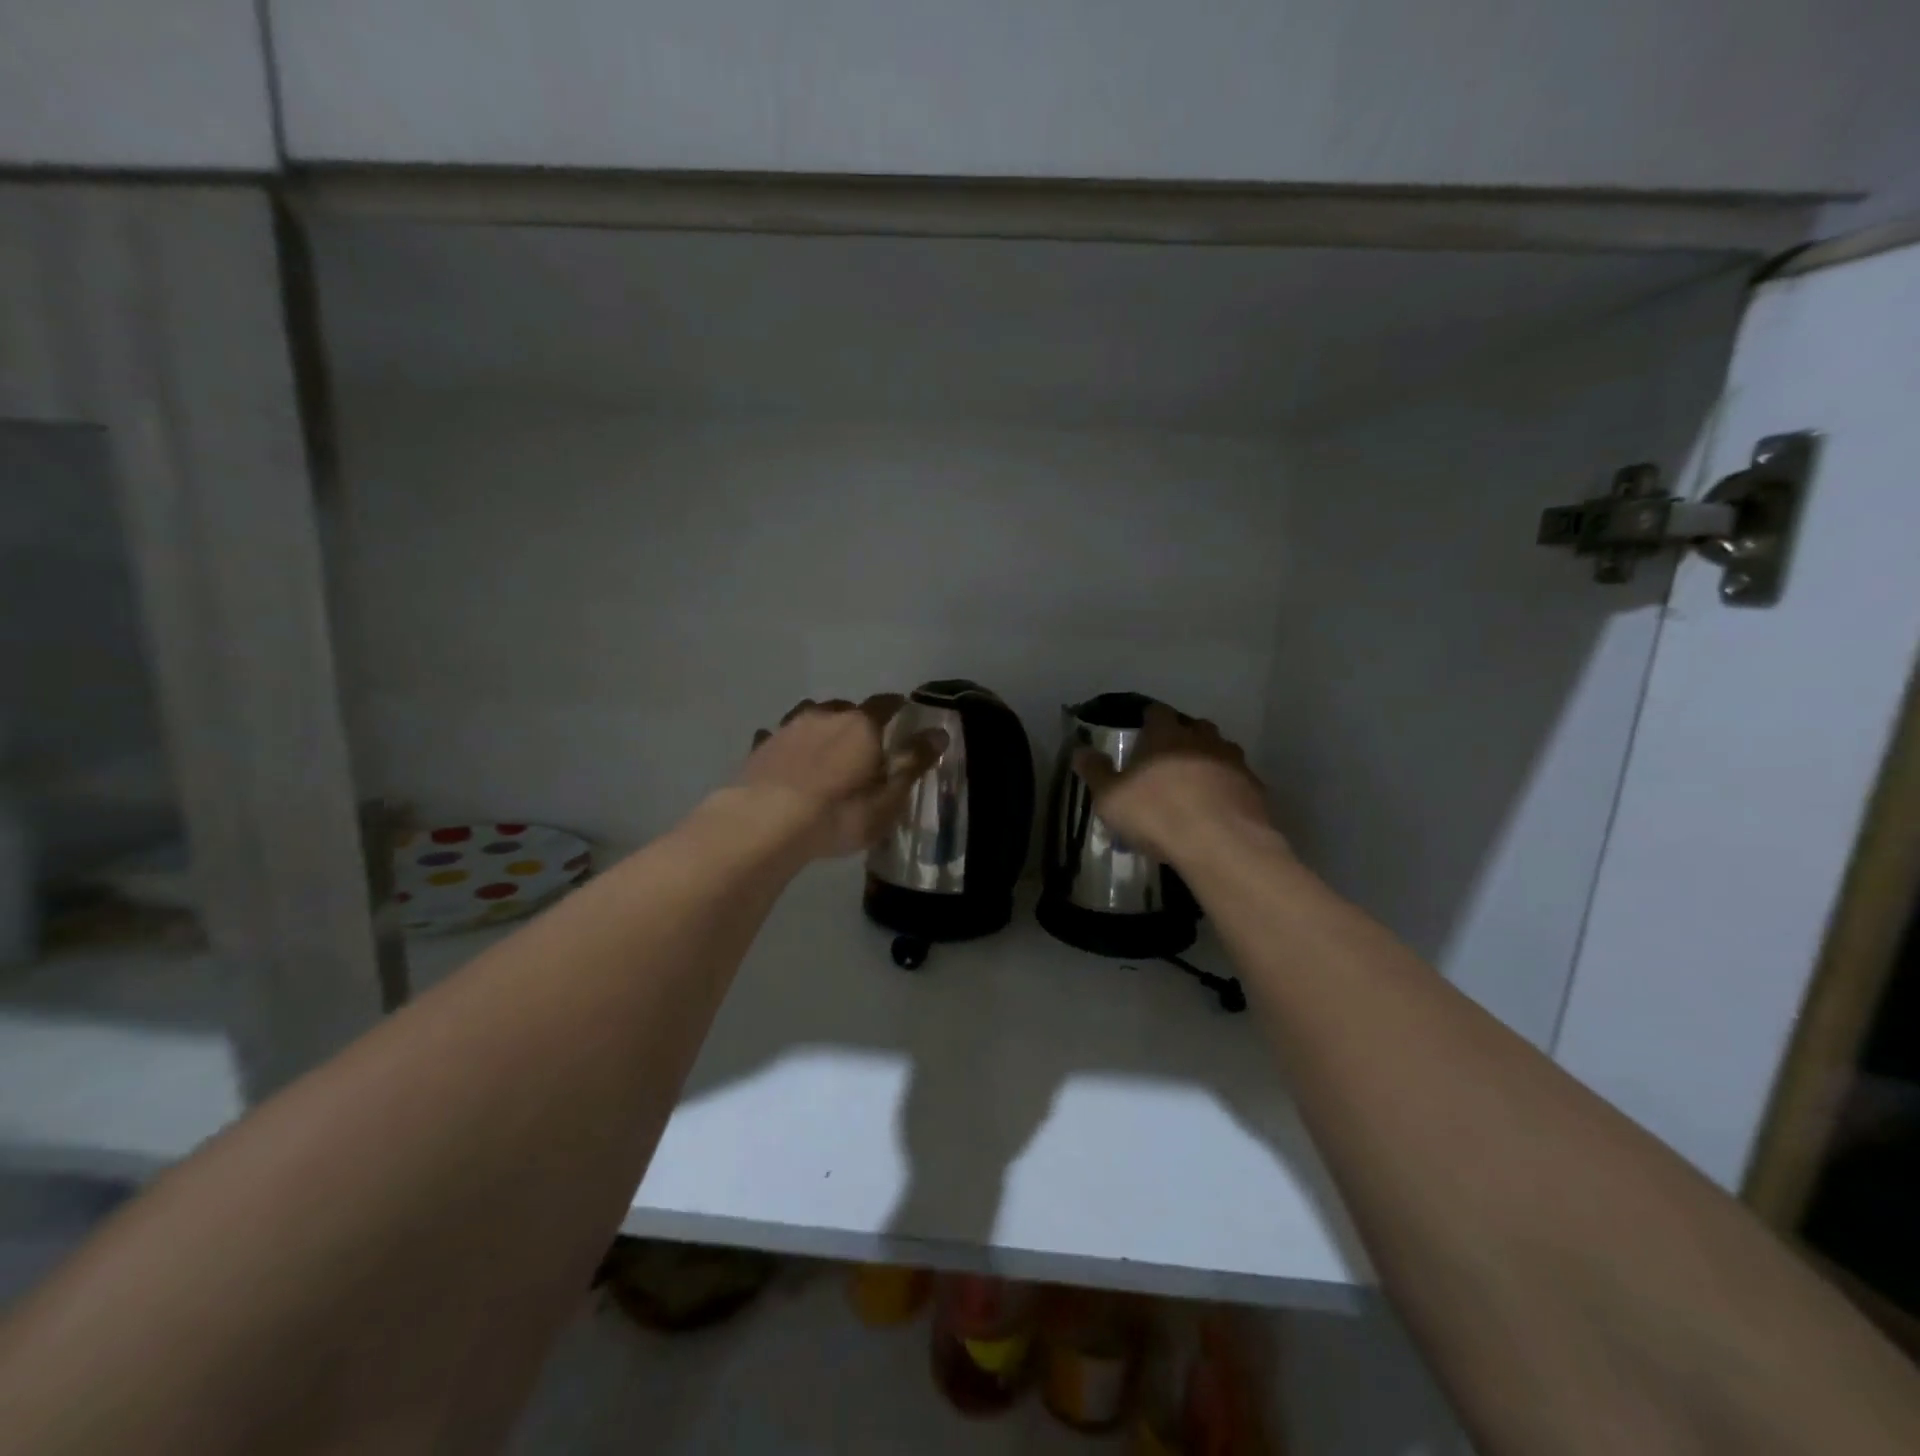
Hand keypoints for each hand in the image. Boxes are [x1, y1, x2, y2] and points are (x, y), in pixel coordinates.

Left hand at [737, 697, 947, 860]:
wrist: (765, 824)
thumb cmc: (839, 814)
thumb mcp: (888, 799)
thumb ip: (914, 763)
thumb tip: (939, 733)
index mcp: (862, 725)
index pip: (886, 703)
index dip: (897, 707)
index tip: (904, 713)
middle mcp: (825, 715)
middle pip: (847, 707)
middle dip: (858, 720)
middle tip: (864, 742)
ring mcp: (788, 727)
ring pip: (810, 715)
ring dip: (821, 725)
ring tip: (825, 746)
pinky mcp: (761, 746)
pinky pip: (777, 736)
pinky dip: (785, 742)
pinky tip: (784, 755)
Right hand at [1072, 703, 1280, 863]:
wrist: (1222, 844)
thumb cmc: (1157, 814)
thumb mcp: (1110, 798)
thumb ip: (1095, 772)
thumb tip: (1080, 750)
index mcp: (1165, 735)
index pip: (1156, 712)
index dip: (1148, 719)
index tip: (1141, 731)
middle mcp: (1202, 739)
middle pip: (1194, 726)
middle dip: (1182, 737)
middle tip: (1167, 758)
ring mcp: (1234, 762)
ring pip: (1221, 751)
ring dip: (1208, 761)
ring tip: (1194, 785)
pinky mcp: (1255, 789)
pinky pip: (1237, 781)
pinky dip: (1227, 788)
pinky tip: (1217, 809)